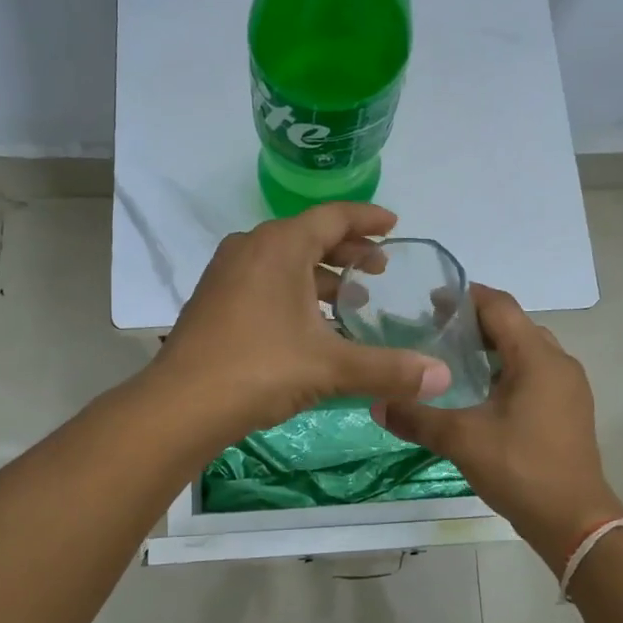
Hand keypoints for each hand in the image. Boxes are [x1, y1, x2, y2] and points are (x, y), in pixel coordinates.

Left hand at [154, 203, 449, 440]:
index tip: (395, 226)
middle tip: (380, 269)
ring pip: (284, 261)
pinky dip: (293, 291)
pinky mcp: (214, 301)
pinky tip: (310, 325)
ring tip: (351, 299)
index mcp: (279, 246)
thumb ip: (389, 369)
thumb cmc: (259, 369)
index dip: (368, 219)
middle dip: (348, 250)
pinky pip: (264, 281)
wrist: (181, 405)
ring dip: (320, 275)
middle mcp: (251, 248)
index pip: (333, 217)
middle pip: (308, 236)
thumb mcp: (331, 368)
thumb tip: (442, 377)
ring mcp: (226, 274)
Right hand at [375, 284, 622, 561]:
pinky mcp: (568, 408)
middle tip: (434, 329)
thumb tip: (377, 402)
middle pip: (514, 325)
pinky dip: (506, 369)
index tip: (429, 300)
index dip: (465, 297)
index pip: (500, 307)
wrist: (574, 521)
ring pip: (526, 350)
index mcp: (537, 358)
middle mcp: (558, 362)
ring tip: (452, 357)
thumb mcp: (462, 440)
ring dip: (491, 347)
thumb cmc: (521, 469)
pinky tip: (479, 391)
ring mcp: (568, 386)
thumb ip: (417, 417)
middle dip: (475, 322)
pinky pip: (534, 372)